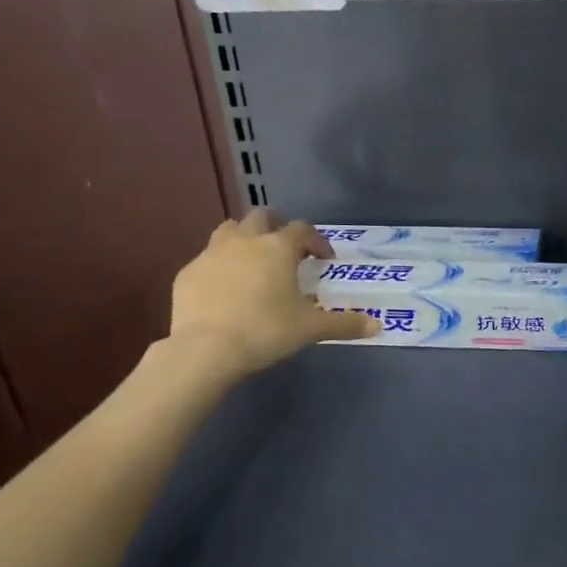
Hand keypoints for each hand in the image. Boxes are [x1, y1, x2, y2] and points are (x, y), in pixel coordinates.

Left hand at [165, 210, 375, 382]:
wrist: (206, 349)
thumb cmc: (266, 331)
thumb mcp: (311, 329)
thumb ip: (345, 324)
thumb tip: (378, 326)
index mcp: (278, 248)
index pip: (302, 229)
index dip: (316, 241)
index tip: (324, 259)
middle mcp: (245, 240)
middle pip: (262, 216)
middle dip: (276, 226)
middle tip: (286, 250)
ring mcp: (212, 253)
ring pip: (229, 230)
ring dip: (244, 238)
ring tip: (253, 261)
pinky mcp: (188, 272)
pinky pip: (207, 259)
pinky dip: (219, 266)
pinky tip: (224, 289)